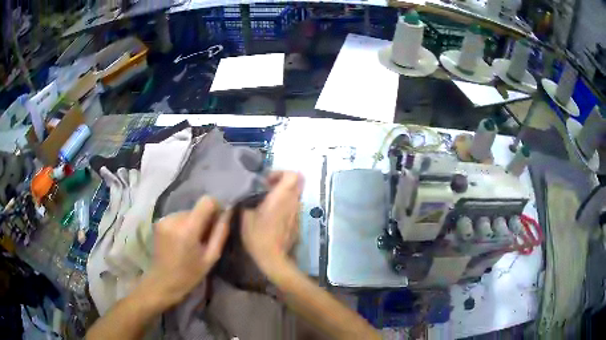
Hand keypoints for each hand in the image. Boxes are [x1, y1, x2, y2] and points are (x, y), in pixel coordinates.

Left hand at [147, 196, 230, 307]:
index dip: (216, 207)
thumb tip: (229, 211)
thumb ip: (221, 232)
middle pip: (197, 208)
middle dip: (203, 219)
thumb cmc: (190, 274)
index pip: (206, 201)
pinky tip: (181, 240)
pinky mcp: (159, 220)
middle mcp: (174, 218)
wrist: (163, 281)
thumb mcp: (211, 257)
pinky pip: (178, 216)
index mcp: (188, 228)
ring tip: (192, 241)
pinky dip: (183, 225)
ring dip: (193, 222)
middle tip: (204, 239)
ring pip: (188, 212)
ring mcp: (164, 218)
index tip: (218, 221)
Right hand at [241, 172, 302, 270]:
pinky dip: (286, 208)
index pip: (292, 175)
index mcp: (281, 197)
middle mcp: (294, 202)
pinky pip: (294, 210)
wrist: (273, 259)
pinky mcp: (299, 224)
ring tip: (269, 205)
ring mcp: (298, 214)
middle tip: (268, 190)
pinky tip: (274, 219)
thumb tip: (249, 199)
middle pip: (296, 184)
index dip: (281, 173)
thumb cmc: (258, 236)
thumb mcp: (245, 217)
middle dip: (282, 183)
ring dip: (284, 197)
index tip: (267, 182)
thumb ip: (248, 203)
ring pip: (295, 197)